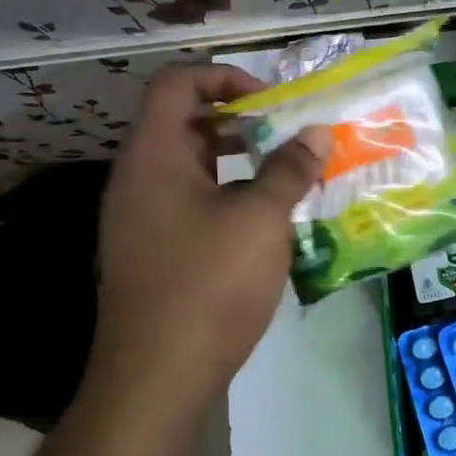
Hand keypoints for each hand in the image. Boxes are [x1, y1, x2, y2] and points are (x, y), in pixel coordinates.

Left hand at [84, 63, 329, 421]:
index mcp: (153, 156)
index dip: (224, 77)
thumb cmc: (208, 286)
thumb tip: (316, 132)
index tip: (270, 102)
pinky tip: (266, 221)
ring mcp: (141, 218)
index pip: (176, 84)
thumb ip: (289, 170)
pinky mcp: (152, 251)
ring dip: (239, 161)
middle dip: (240, 121)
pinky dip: (228, 196)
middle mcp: (138, 178)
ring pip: (191, 166)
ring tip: (287, 175)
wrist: (155, 379)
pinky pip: (191, 202)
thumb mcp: (260, 220)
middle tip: (288, 135)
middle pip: (184, 122)